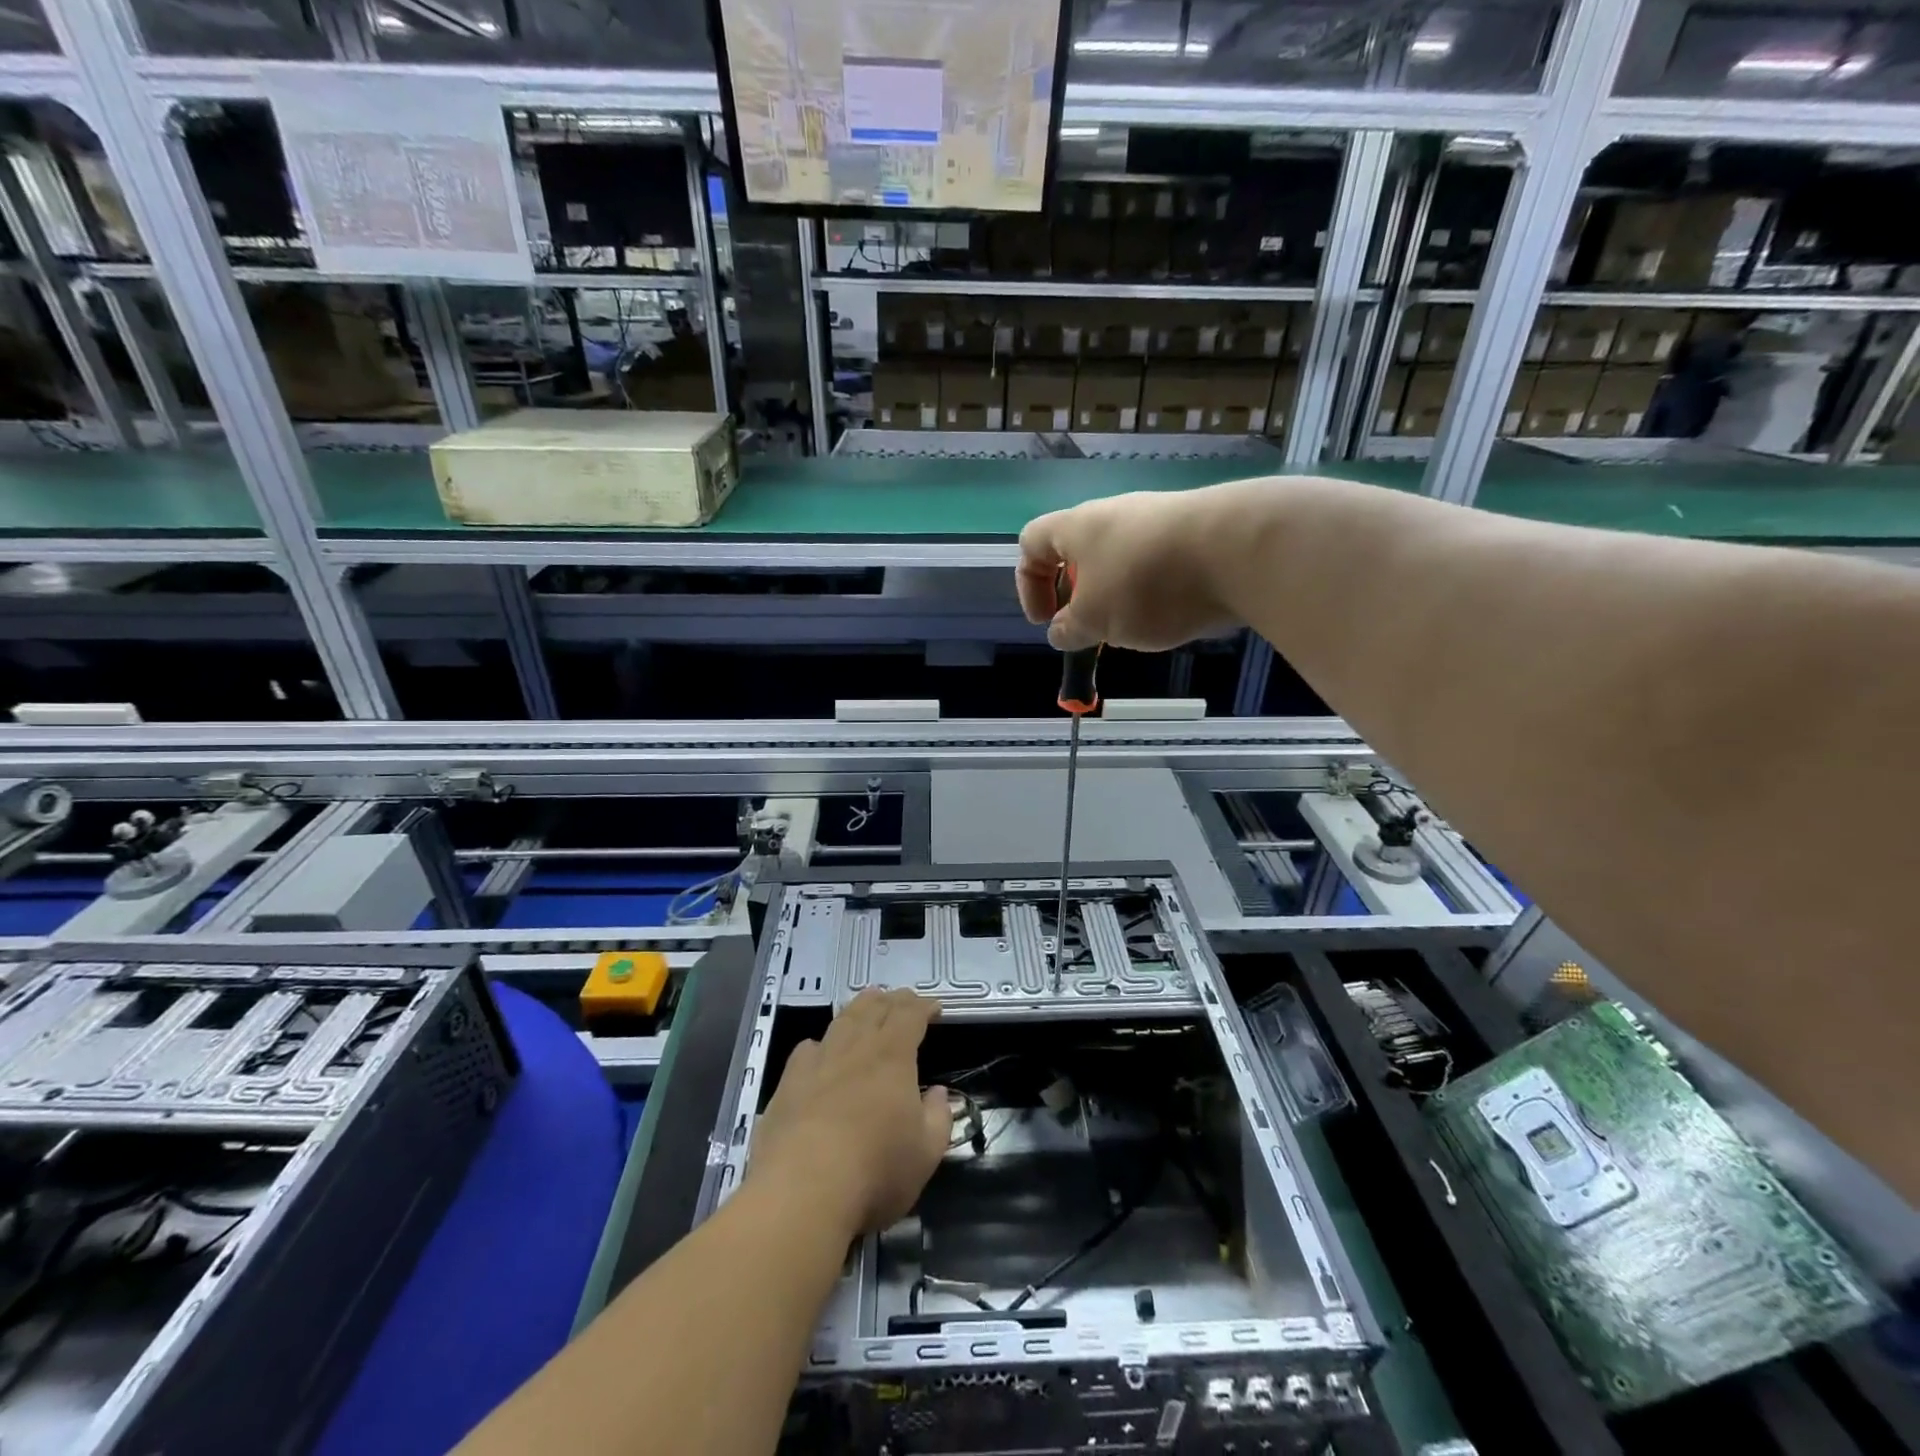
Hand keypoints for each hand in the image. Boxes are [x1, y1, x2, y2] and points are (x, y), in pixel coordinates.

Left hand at [748, 989, 949, 1238]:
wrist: (801, 1191)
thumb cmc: (875, 1171)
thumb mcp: (925, 1153)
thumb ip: (938, 1119)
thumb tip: (939, 1094)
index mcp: (893, 1056)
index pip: (910, 1015)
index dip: (924, 1006)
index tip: (934, 1008)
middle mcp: (856, 1047)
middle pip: (875, 1008)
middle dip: (893, 1000)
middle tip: (903, 1000)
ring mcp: (818, 1061)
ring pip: (842, 1021)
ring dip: (859, 1009)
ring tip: (867, 1005)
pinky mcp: (789, 1082)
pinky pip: (808, 1049)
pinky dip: (821, 1042)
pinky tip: (820, 1050)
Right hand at [1016, 487, 1248, 651]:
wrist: (1238, 550)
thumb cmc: (1145, 583)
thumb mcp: (1095, 620)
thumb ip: (1070, 629)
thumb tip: (1061, 631)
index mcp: (1077, 527)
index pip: (1031, 542)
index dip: (1028, 584)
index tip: (1047, 621)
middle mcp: (1114, 514)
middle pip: (1080, 552)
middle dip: (1080, 595)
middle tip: (1093, 630)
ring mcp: (1158, 518)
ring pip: (1122, 559)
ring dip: (1119, 596)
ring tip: (1138, 628)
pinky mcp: (1195, 532)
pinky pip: (1160, 563)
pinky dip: (1157, 591)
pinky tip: (1175, 614)